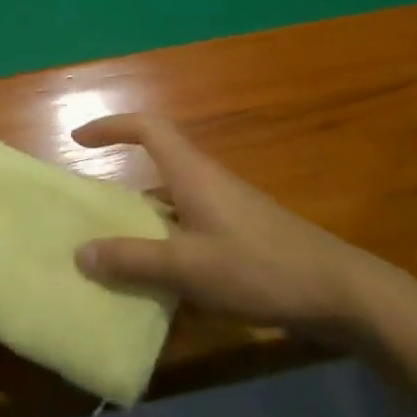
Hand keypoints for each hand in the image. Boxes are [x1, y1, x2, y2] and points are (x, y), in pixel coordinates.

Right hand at [72, 114, 392, 334]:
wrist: (337, 290)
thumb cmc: (259, 267)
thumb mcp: (189, 268)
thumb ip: (134, 260)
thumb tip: (81, 252)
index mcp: (192, 174)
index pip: (147, 128)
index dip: (111, 126)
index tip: (79, 139)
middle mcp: (206, 181)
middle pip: (156, 165)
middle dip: (120, 181)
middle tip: (89, 210)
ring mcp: (226, 207)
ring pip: (172, 201)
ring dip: (142, 219)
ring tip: (113, 251)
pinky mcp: (240, 233)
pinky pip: (189, 226)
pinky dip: (166, 241)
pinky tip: (160, 280)